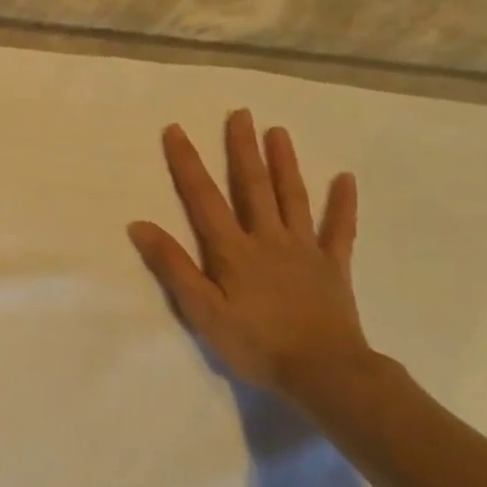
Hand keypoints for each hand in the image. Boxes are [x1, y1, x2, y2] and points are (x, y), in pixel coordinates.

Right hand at [128, 108, 372, 397]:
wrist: (324, 372)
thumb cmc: (255, 343)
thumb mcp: (202, 310)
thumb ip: (173, 266)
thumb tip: (140, 224)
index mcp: (233, 249)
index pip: (203, 197)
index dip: (187, 162)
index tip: (176, 130)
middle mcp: (268, 238)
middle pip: (253, 186)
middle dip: (243, 149)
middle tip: (240, 113)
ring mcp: (305, 250)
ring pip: (293, 197)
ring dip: (284, 163)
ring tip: (278, 131)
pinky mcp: (333, 266)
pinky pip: (340, 229)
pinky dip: (343, 203)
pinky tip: (346, 179)